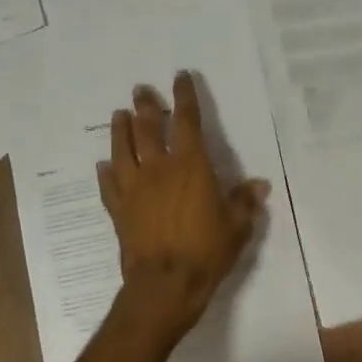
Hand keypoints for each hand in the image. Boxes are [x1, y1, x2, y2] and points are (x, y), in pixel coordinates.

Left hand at [99, 72, 269, 339]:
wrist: (165, 285)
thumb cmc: (207, 252)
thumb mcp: (237, 226)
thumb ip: (245, 202)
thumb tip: (259, 185)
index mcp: (191, 166)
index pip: (188, 121)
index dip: (185, 97)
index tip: (180, 77)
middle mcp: (159, 169)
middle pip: (149, 128)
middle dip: (146, 106)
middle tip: (141, 90)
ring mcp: (134, 188)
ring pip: (123, 150)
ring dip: (121, 130)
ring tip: (119, 115)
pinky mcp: (118, 210)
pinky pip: (109, 184)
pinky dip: (106, 173)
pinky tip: (103, 166)